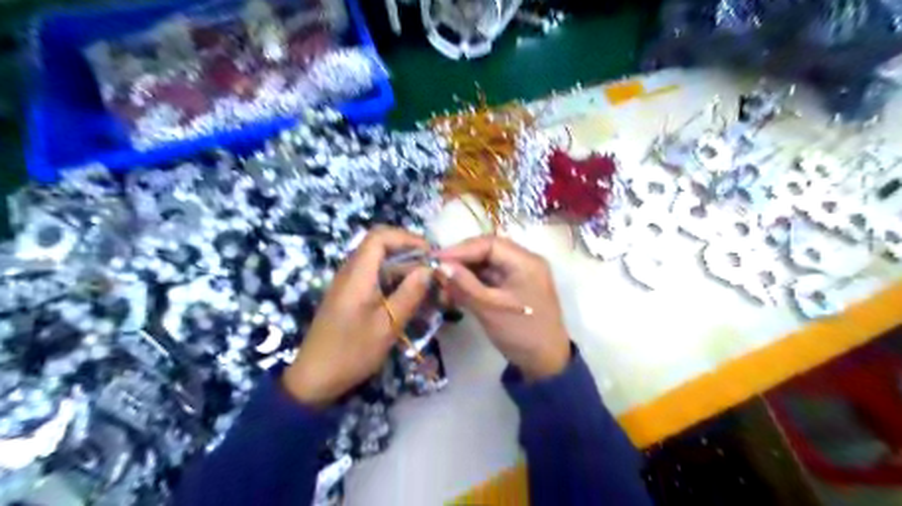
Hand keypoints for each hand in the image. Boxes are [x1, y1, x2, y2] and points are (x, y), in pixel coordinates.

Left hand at [284, 228, 433, 406]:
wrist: (314, 379)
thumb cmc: (351, 352)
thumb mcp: (387, 325)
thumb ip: (409, 294)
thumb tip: (429, 269)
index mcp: (357, 275)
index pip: (380, 237)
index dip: (407, 238)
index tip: (431, 253)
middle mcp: (351, 273)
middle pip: (381, 248)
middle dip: (411, 255)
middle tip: (434, 271)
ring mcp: (349, 285)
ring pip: (381, 265)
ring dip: (405, 271)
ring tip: (429, 287)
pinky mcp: (350, 297)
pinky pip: (375, 279)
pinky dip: (396, 283)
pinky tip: (412, 299)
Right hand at [437, 235, 568, 378]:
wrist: (546, 363)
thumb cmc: (521, 333)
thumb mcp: (489, 308)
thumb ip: (464, 284)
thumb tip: (440, 266)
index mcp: (525, 261)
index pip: (489, 244)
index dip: (460, 249)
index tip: (435, 259)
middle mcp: (524, 262)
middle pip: (487, 251)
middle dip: (461, 260)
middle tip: (437, 270)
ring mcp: (520, 274)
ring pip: (486, 265)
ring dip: (465, 273)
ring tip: (443, 284)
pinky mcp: (514, 287)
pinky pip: (490, 278)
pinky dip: (473, 283)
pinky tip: (455, 291)